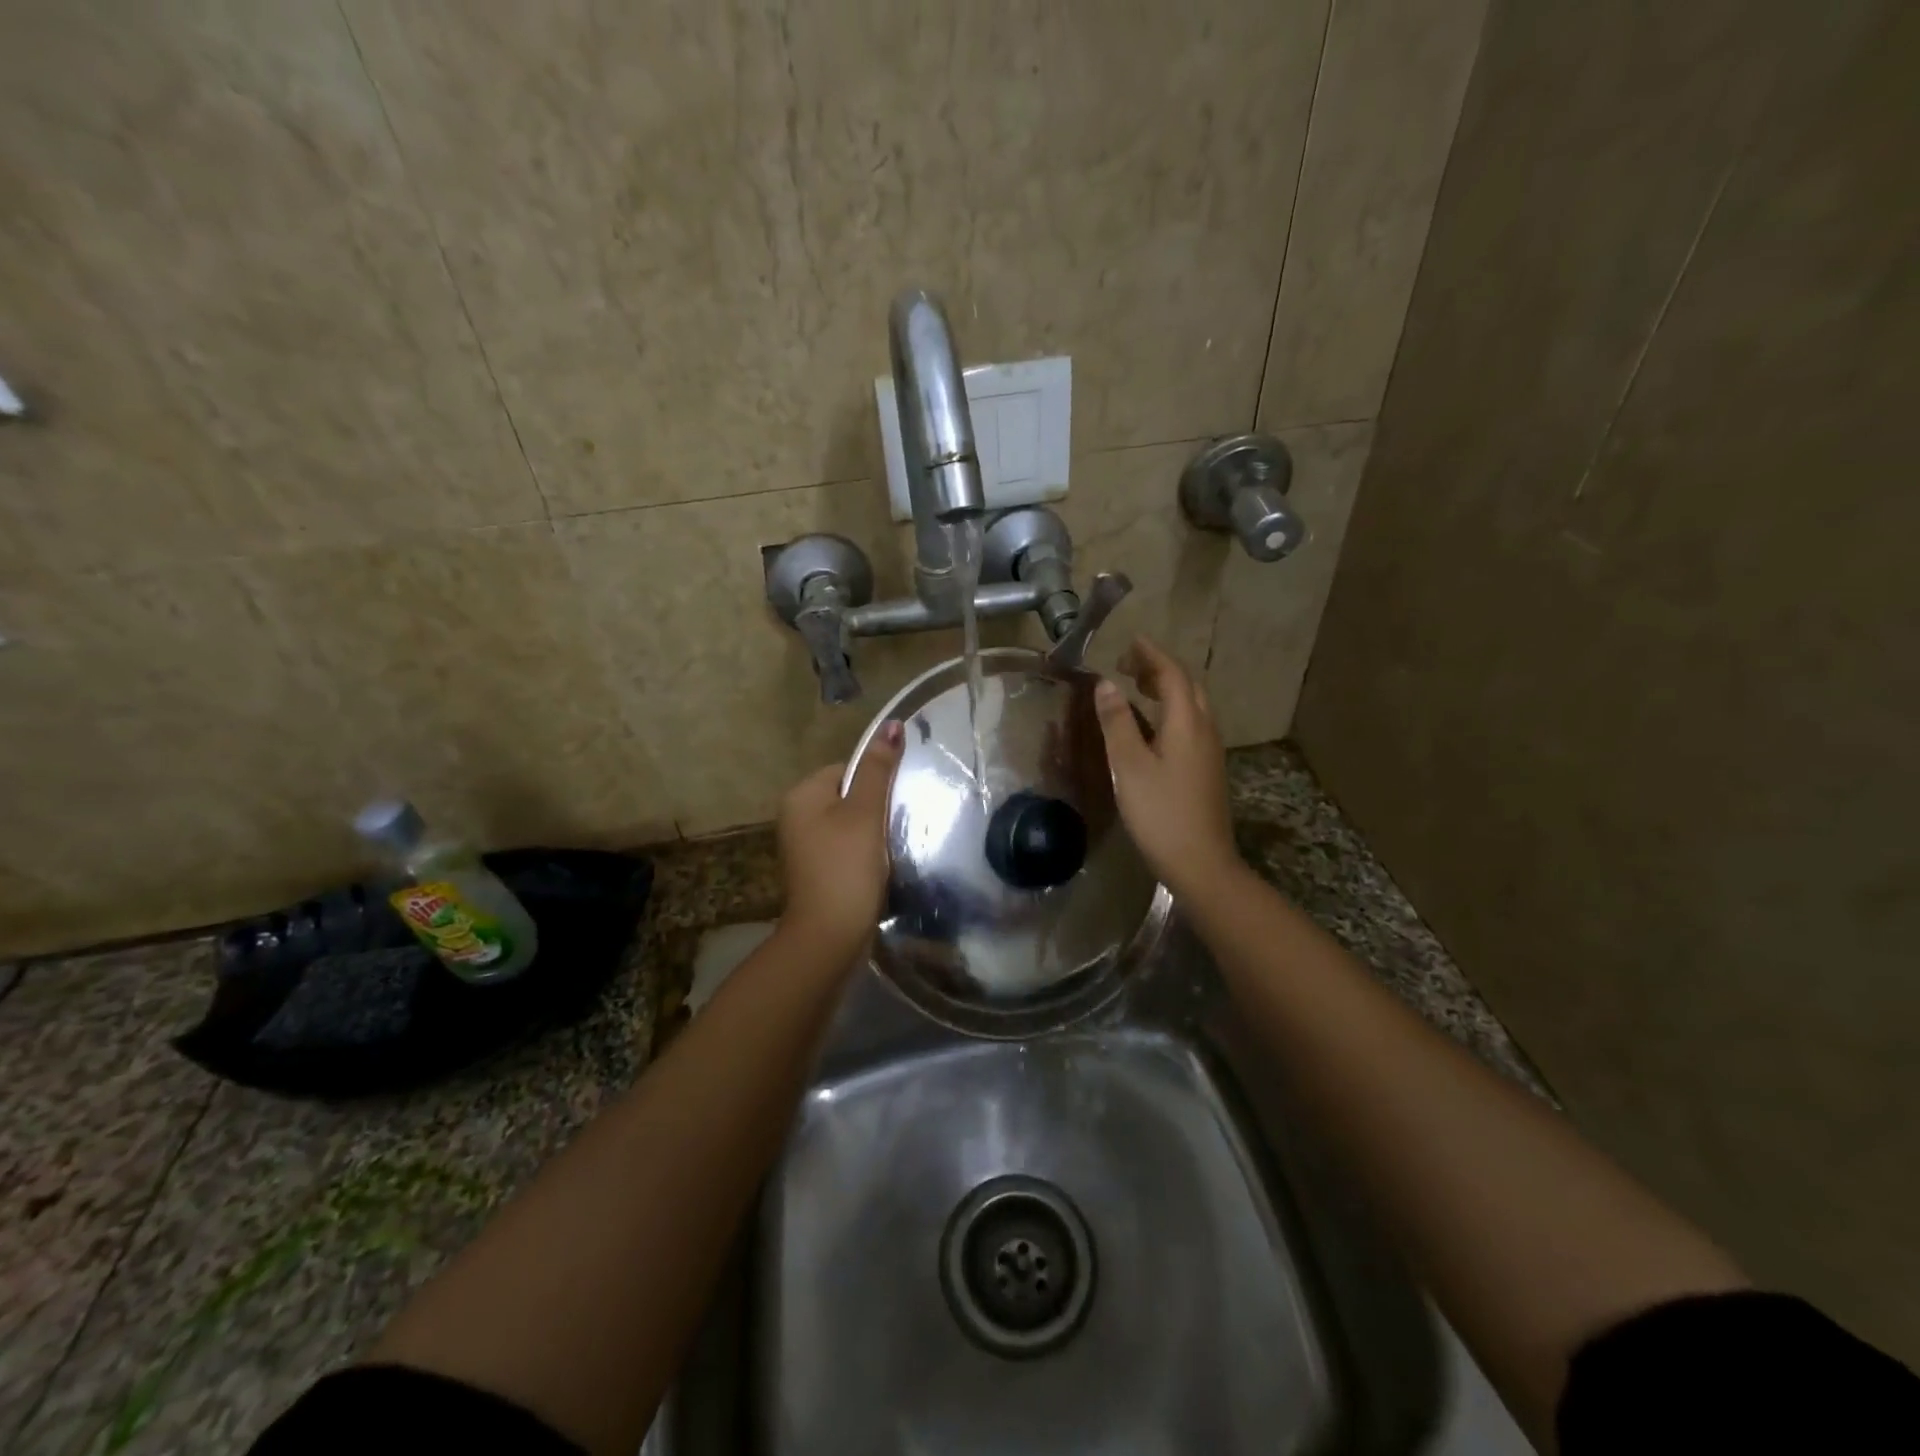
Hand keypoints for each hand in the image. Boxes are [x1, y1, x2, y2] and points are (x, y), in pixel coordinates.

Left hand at [774, 720, 904, 957]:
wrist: (829, 936)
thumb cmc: (846, 867)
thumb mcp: (865, 812)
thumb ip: (878, 769)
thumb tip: (892, 724)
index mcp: (801, 795)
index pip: (846, 768)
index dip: (875, 782)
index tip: (894, 803)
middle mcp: (795, 816)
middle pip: (848, 795)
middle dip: (874, 808)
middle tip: (896, 825)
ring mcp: (804, 846)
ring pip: (849, 823)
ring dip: (872, 832)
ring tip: (890, 848)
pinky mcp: (816, 870)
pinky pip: (845, 847)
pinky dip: (864, 853)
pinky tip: (879, 867)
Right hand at [1093, 637, 1238, 897]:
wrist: (1202, 863)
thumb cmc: (1160, 813)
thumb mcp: (1129, 766)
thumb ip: (1117, 722)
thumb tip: (1105, 684)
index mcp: (1187, 723)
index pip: (1171, 674)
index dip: (1151, 654)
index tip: (1130, 641)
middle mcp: (1204, 730)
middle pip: (1187, 686)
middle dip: (1160, 669)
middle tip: (1129, 665)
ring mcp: (1209, 751)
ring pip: (1192, 706)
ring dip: (1166, 689)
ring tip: (1136, 688)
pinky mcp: (1206, 770)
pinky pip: (1190, 725)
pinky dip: (1170, 711)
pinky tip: (1150, 727)